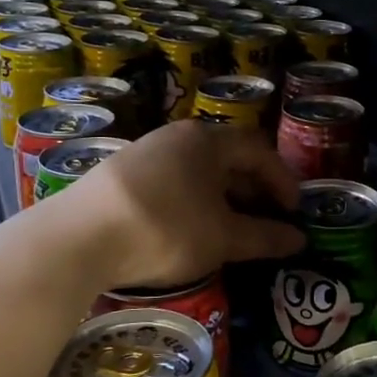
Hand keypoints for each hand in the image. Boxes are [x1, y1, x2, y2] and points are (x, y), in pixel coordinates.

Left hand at [20, 121, 303, 290]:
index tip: (294, 210)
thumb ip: (264, 237)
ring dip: (222, 196)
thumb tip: (299, 240)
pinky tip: (189, 226)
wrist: (77, 239)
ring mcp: (145, 151)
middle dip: (253, 188)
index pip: (259, 151)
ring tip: (231, 226)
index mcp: (208, 141)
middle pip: (228, 157)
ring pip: (197, 170)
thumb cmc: (165, 228)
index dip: (282, 180)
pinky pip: (172, 180)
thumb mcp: (222, 238)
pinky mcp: (120, 173)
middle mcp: (178, 136)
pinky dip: (192, 199)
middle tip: (267, 218)